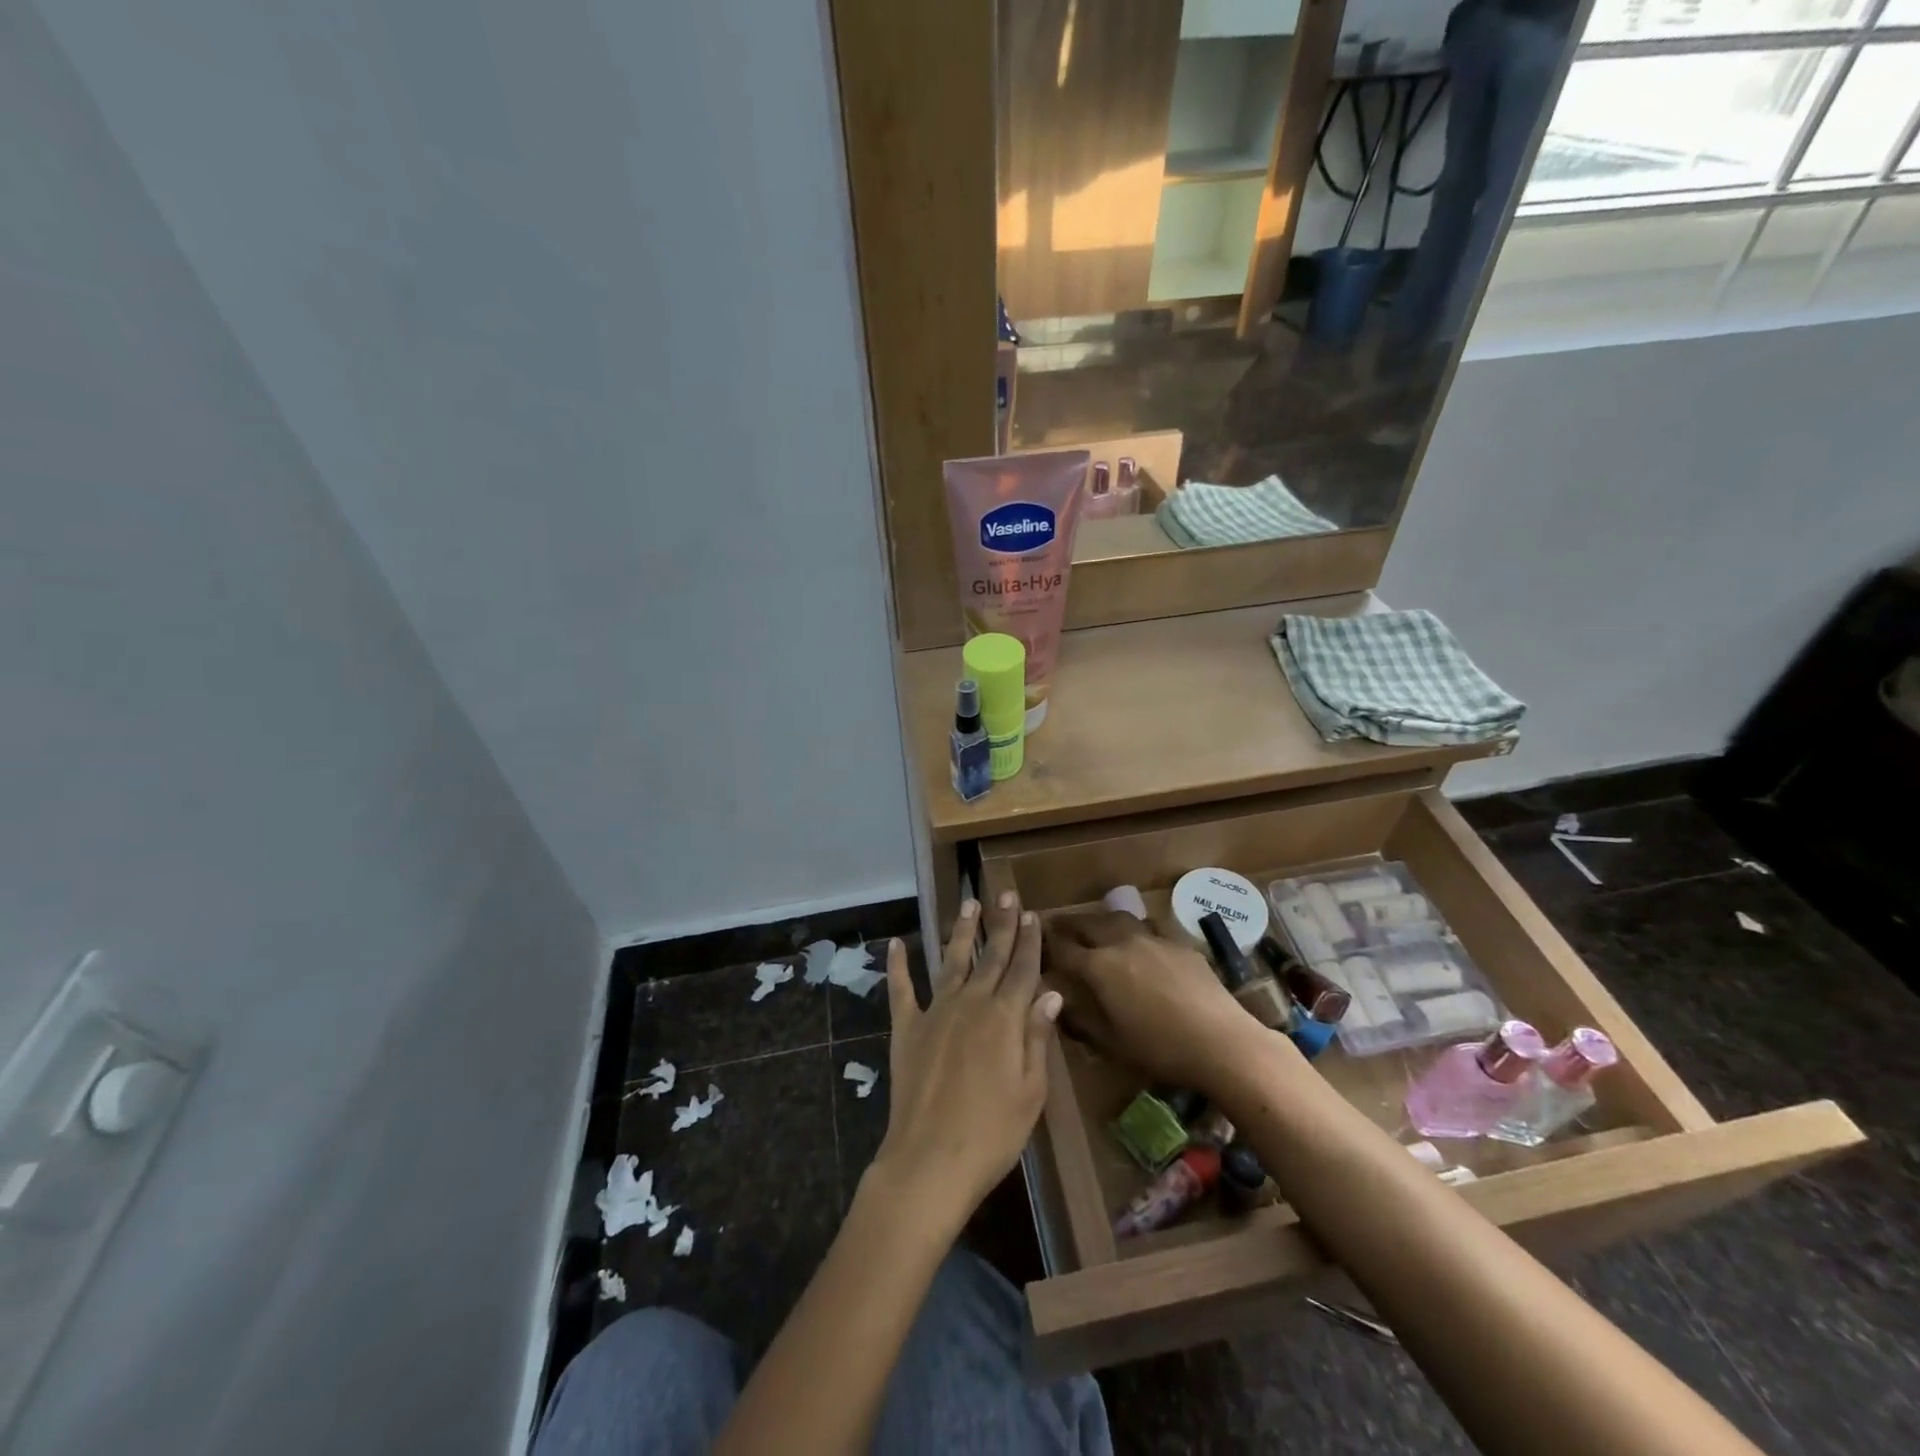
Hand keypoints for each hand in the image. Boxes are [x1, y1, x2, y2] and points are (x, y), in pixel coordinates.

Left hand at [868, 895, 1061, 1233]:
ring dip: (960, 931)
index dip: (1029, 941)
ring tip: (967, 904)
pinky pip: (901, 989)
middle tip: (1005, 894)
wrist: (930, 1160)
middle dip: (1001, 923)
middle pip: (990, 955)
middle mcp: (971, 1003)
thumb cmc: (992, 1133)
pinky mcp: (906, 1027)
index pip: (1022, 969)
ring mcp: (935, 1012)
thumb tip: (1050, 993)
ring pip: (951, 960)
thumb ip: (1037, 1037)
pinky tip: (896, 943)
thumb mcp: (1031, 1091)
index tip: (1031, 914)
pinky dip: (898, 965)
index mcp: (1004, 1017)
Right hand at [1043, 910, 1265, 1092]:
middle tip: (1056, 924)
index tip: (1035, 940)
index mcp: (1100, 967)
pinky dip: (1134, 933)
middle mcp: (1122, 943)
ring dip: (1101, 921)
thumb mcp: (1112, 1044)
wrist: (1222, 1041)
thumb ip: (1082, 1022)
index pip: (1064, 949)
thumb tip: (1059, 1007)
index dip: (1047, 944)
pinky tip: (1140, 946)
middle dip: (1069, 923)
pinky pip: (1149, 930)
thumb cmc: (1160, 1048)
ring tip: (1096, 927)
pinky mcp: (1180, 944)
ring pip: (1119, 919)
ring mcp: (1153, 939)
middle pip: (1088, 923)